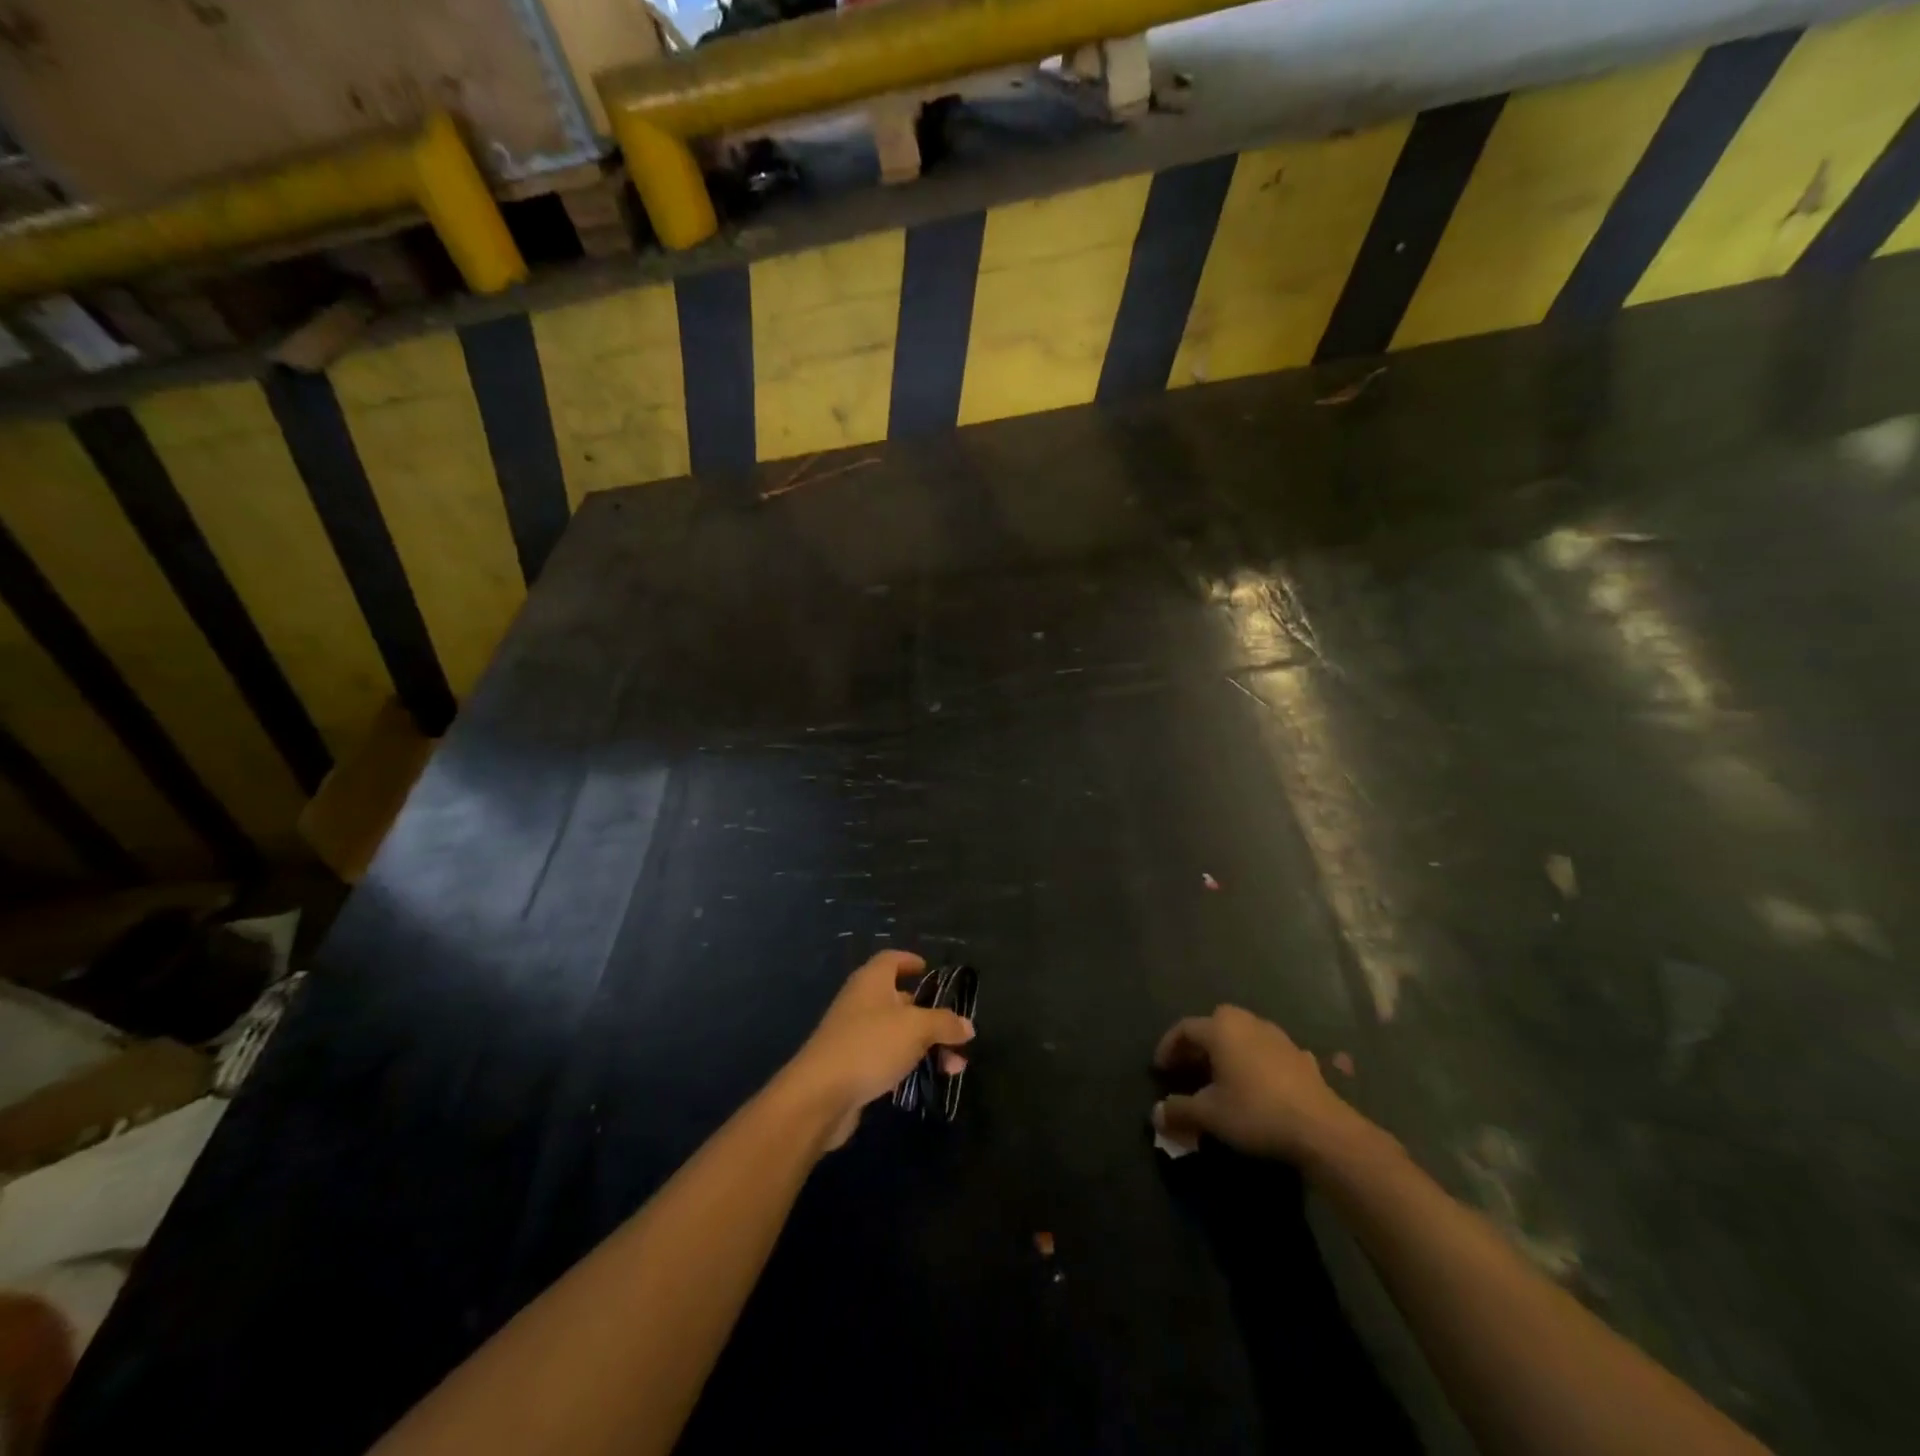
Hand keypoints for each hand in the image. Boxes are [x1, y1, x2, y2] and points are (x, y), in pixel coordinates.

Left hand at [784, 950, 974, 1150]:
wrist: (820, 1095)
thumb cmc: (870, 1045)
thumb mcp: (916, 1028)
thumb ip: (944, 1023)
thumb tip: (967, 1025)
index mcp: (872, 981)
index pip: (892, 959)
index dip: (910, 961)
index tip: (929, 970)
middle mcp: (861, 1002)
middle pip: (899, 999)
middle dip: (929, 1014)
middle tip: (955, 1030)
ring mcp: (854, 1034)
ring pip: (897, 1032)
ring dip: (925, 1045)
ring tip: (954, 1066)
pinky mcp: (852, 1065)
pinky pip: (887, 1057)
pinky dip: (908, 1064)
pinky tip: (927, 1080)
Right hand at [1152, 1005, 1363, 1165]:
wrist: (1321, 1129)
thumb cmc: (1256, 1112)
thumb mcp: (1210, 1115)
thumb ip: (1179, 1110)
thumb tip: (1156, 1114)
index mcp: (1221, 1029)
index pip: (1185, 1028)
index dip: (1168, 1047)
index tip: (1160, 1070)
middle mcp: (1247, 1023)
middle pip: (1214, 1024)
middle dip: (1198, 1045)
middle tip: (1188, 1068)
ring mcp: (1277, 1037)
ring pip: (1242, 1034)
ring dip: (1227, 1050)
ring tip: (1221, 1076)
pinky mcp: (1301, 1056)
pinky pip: (1267, 1051)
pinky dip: (1255, 1061)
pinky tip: (1258, 1083)